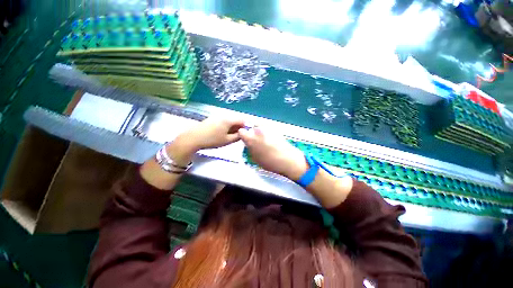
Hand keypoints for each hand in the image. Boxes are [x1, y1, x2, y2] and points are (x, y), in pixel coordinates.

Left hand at [169, 118, 244, 163]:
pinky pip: (223, 121)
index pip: (242, 120)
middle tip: (235, 136)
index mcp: (229, 120)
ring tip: (228, 136)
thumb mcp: (227, 140)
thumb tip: (243, 133)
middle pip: (235, 119)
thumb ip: (238, 136)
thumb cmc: (212, 140)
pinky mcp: (212, 118)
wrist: (193, 138)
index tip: (242, 135)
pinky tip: (221, 133)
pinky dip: (225, 126)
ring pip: (229, 120)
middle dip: (238, 127)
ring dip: (232, 127)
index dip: (244, 127)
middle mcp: (224, 115)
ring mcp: (217, 116)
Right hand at [238, 127, 307, 180]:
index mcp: (251, 139)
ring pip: (260, 127)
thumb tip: (249, 145)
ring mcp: (268, 129)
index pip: (242, 132)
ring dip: (260, 132)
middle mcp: (258, 132)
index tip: (245, 139)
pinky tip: (272, 141)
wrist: (288, 159)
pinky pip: (268, 129)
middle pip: (252, 128)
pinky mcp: (276, 130)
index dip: (243, 135)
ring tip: (265, 141)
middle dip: (252, 133)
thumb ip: (250, 149)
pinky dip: (268, 133)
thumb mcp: (255, 159)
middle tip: (256, 141)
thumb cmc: (270, 162)